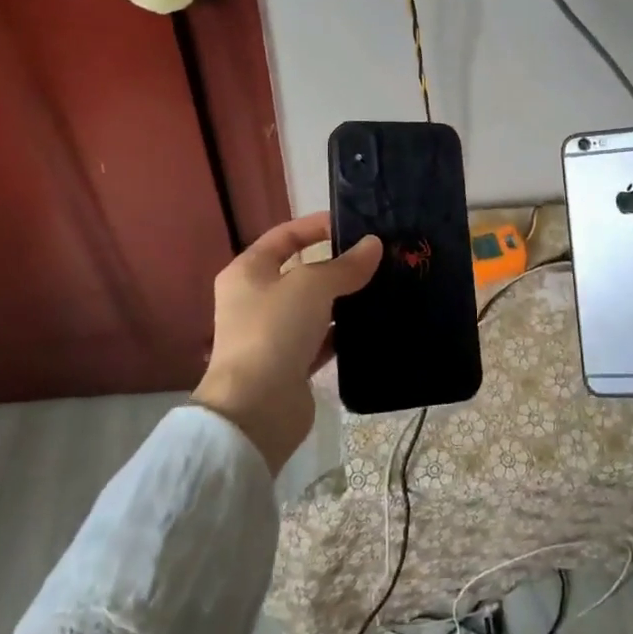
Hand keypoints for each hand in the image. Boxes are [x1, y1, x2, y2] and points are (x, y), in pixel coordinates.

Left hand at [193, 212, 380, 474]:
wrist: (256, 409)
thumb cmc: (275, 330)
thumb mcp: (312, 285)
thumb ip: (345, 265)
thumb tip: (374, 245)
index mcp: (248, 271)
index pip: (285, 236)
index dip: (317, 226)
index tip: (354, 225)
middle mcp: (256, 299)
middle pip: (302, 271)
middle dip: (338, 264)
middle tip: (378, 257)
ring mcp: (273, 333)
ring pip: (315, 307)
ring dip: (344, 299)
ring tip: (384, 286)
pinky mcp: (291, 364)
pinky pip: (323, 338)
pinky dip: (344, 332)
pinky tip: (373, 323)